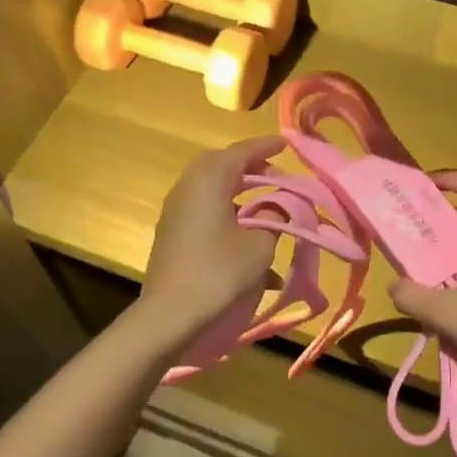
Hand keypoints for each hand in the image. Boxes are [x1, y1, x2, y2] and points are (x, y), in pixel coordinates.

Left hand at [139, 135, 285, 337]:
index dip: (265, 147)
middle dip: (250, 168)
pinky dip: (226, 215)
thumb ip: (273, 220)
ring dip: (238, 194)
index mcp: (209, 180)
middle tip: (275, 175)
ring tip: (264, 206)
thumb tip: (274, 210)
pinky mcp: (171, 233)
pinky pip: (203, 212)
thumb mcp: (259, 246)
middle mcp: (187, 187)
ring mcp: (175, 211)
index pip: (241, 151)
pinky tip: (246, 240)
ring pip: (211, 190)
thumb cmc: (219, 272)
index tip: (285, 144)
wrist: (171, 312)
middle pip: (221, 166)